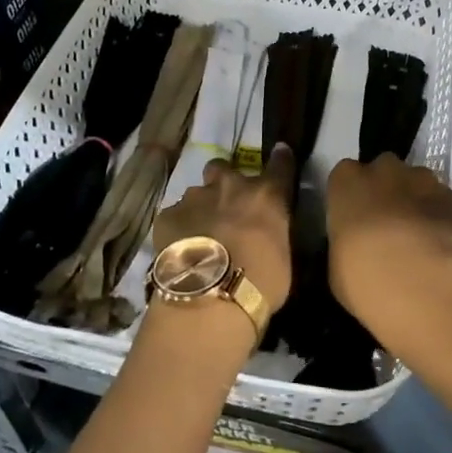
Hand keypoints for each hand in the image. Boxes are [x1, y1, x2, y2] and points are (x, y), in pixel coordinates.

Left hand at [151, 145, 295, 315]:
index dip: (280, 159)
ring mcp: (196, 197)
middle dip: (224, 181)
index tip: (280, 154)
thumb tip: (266, 232)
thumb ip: (274, 232)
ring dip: (201, 208)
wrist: (211, 298)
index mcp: (267, 194)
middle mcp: (231, 185)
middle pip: (224, 167)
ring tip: (201, 236)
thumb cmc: (261, 283)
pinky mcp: (168, 215)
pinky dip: (179, 228)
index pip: (280, 164)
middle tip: (225, 206)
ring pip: (197, 193)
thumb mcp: (284, 258)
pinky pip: (175, 216)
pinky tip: (181, 250)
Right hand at [326, 155, 451, 356]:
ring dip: (416, 200)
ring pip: (418, 182)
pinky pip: (444, 202)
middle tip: (387, 223)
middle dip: (387, 189)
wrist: (415, 283)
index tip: (356, 218)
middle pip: (385, 169)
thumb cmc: (360, 274)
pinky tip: (441, 245)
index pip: (346, 175)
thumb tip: (358, 244)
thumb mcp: (337, 261)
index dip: (353, 195)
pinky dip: (442, 217)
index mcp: (347, 181)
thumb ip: (347, 240)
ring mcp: (423, 180)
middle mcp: (384, 170)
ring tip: (418, 236)